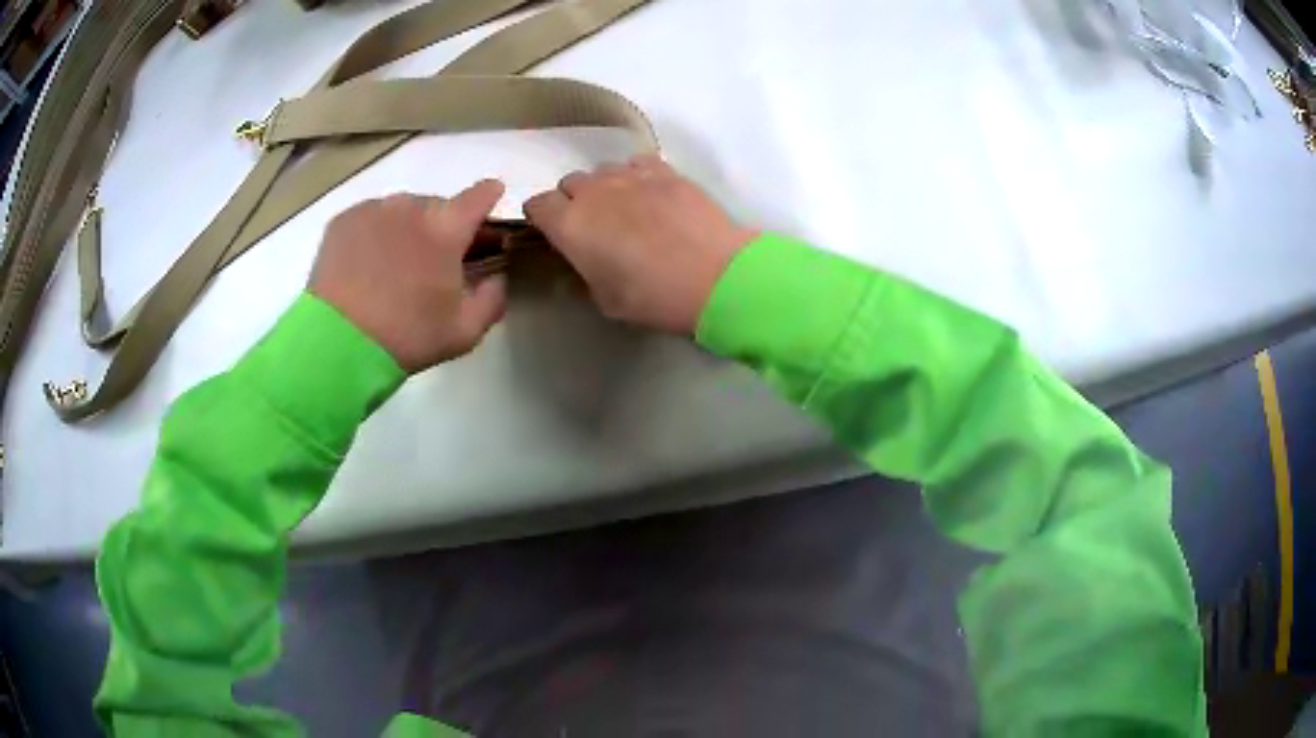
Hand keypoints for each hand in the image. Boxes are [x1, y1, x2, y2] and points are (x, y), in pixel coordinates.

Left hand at [308, 180, 507, 372]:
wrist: (337, 343)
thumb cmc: (406, 337)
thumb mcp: (465, 331)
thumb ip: (493, 298)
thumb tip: (498, 277)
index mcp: (447, 228)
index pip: (480, 196)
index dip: (490, 196)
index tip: (491, 200)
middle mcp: (412, 207)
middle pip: (439, 206)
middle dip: (443, 226)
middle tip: (435, 259)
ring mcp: (374, 209)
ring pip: (403, 210)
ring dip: (408, 228)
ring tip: (395, 263)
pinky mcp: (344, 220)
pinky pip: (371, 218)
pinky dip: (376, 233)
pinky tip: (368, 263)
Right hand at [523, 155, 756, 334]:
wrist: (717, 276)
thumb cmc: (654, 297)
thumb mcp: (606, 300)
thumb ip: (583, 274)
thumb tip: (579, 261)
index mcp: (570, 225)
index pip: (537, 205)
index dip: (543, 218)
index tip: (556, 234)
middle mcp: (593, 192)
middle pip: (569, 184)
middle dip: (574, 201)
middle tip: (595, 227)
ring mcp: (630, 176)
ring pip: (603, 172)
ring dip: (605, 188)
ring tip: (628, 211)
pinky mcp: (665, 171)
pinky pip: (637, 164)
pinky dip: (637, 176)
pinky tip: (653, 196)